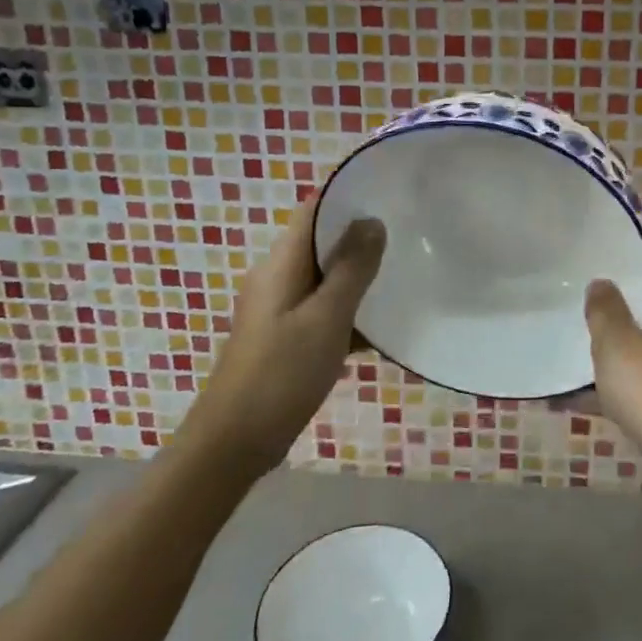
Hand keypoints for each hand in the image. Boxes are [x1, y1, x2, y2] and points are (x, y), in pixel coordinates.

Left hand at [183, 200, 386, 473]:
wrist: (234, 443)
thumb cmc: (281, 374)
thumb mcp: (326, 318)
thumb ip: (351, 269)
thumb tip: (371, 221)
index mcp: (281, 264)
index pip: (314, 210)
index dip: (348, 198)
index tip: (390, 197)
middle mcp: (277, 278)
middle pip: (322, 242)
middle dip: (361, 238)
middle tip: (408, 237)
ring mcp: (279, 309)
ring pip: (326, 278)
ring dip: (359, 277)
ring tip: (403, 276)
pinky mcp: (285, 337)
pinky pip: (323, 310)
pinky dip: (349, 312)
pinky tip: (381, 327)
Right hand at [584, 228, 641, 485]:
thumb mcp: (621, 346)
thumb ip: (605, 311)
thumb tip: (601, 282)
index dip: (641, 236)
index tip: (613, 222)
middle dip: (612, 289)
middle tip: (571, 272)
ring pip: (634, 342)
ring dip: (602, 339)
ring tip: (559, 327)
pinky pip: (628, 381)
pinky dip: (600, 384)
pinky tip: (560, 395)